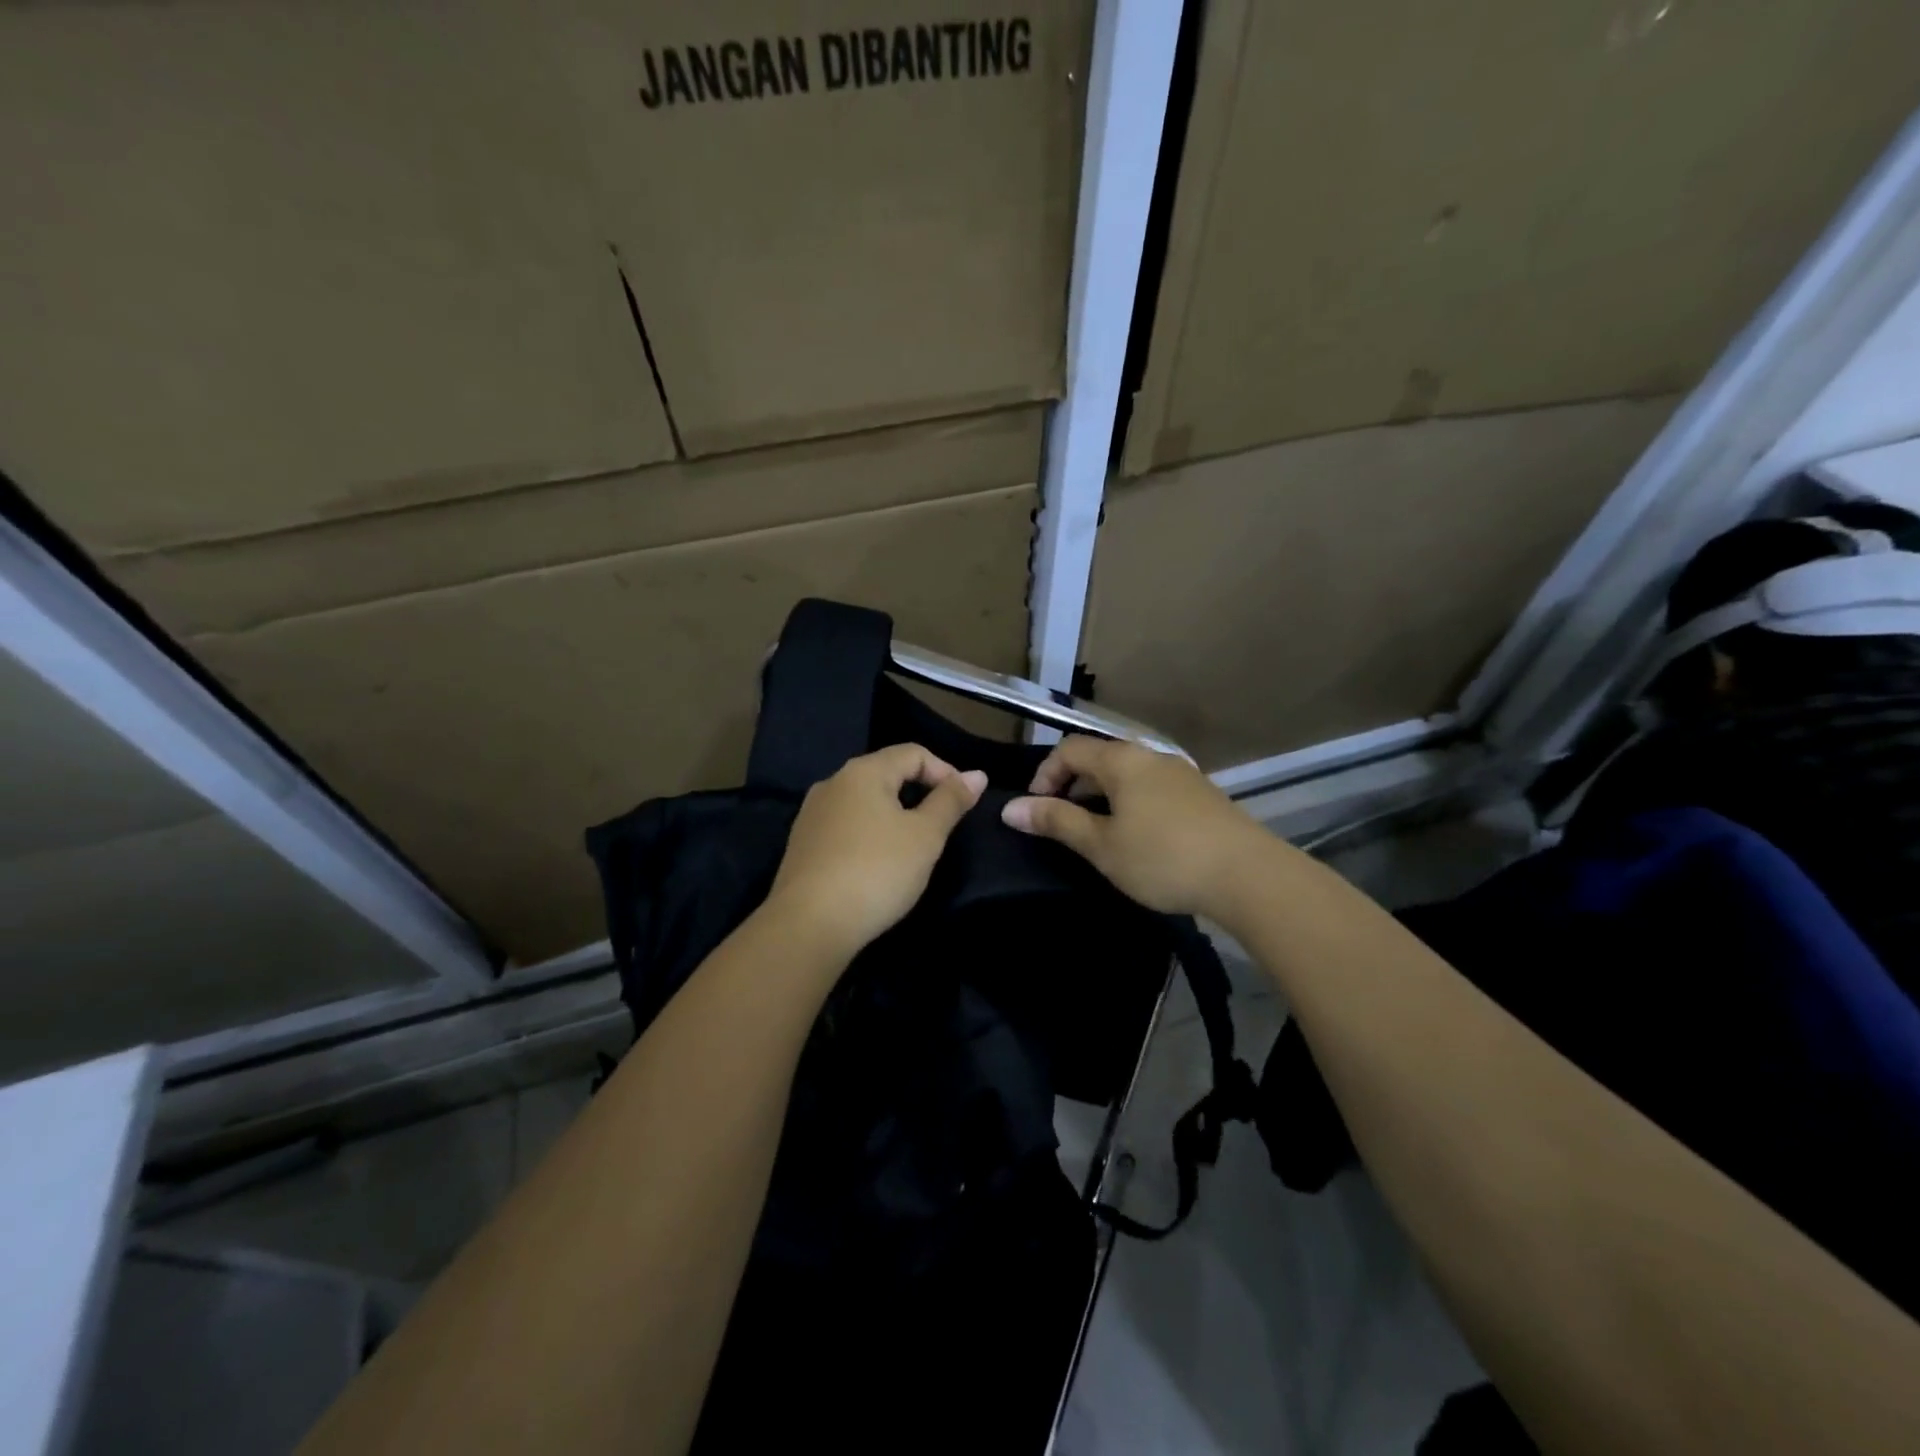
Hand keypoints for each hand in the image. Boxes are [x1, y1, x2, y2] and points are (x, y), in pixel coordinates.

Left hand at [766, 743, 986, 959]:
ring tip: (913, 846)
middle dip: (919, 792)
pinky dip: (869, 834)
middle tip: (942, 826)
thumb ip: (951, 801)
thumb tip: (977, 774)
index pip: (913, 753)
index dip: (946, 771)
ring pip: (864, 801)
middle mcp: (832, 783)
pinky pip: (845, 826)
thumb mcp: (925, 836)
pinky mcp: (802, 844)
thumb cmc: (877, 871)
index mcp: (863, 772)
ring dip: (893, 815)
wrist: (809, 924)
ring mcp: (812, 814)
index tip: (964, 803)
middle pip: (886, 773)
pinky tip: (877, 863)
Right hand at [1001, 736, 1266, 916]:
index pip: (1070, 749)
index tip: (1036, 809)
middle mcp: (1151, 755)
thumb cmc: (1163, 858)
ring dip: (1102, 794)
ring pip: (1128, 773)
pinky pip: (1151, 786)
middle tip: (1062, 822)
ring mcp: (1180, 772)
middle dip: (1072, 784)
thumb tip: (1010, 808)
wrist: (1249, 875)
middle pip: (1100, 757)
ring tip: (1096, 831)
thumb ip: (1056, 822)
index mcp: (1123, 759)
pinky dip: (1130, 801)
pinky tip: (1137, 835)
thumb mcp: (1102, 845)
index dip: (1045, 774)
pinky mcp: (1201, 794)